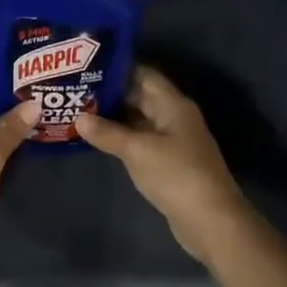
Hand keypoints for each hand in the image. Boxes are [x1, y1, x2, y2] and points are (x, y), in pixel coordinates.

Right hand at [75, 66, 254, 259]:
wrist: (210, 220)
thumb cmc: (176, 174)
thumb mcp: (137, 150)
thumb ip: (107, 132)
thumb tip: (79, 117)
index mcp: (173, 104)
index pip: (143, 74)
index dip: (117, 68)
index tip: (87, 67)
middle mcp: (174, 117)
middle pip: (140, 96)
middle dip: (111, 93)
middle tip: (76, 90)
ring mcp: (173, 140)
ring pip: (139, 120)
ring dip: (114, 117)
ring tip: (80, 111)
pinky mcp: (169, 162)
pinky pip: (141, 141)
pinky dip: (122, 138)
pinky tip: (98, 139)